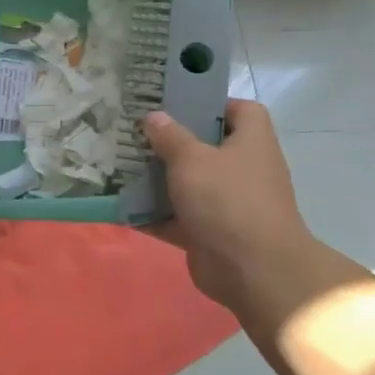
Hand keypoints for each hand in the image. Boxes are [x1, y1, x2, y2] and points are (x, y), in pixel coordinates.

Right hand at [142, 100, 312, 302]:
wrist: (253, 271)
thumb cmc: (227, 199)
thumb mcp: (192, 159)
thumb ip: (170, 136)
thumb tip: (154, 116)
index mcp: (251, 142)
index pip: (242, 111)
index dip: (213, 103)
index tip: (178, 104)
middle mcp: (243, 170)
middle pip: (208, 147)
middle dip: (173, 142)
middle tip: (137, 133)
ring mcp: (228, 204)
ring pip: (189, 184)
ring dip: (159, 179)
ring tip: (122, 165)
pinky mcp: (211, 234)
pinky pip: (177, 218)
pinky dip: (154, 215)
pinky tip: (122, 207)